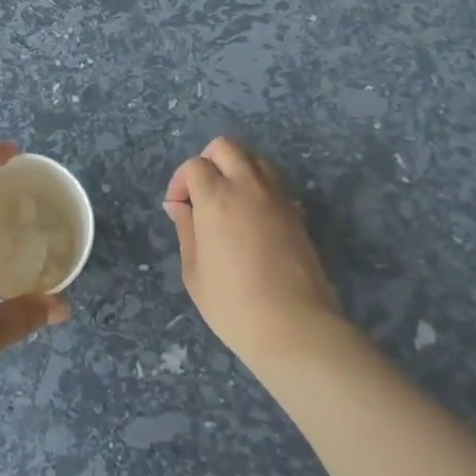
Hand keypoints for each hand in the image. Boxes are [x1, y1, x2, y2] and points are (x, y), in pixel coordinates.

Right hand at [164, 137, 344, 365]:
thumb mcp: (194, 271)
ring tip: (228, 200)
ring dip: (236, 168)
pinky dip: (257, 185)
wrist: (295, 328)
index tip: (178, 208)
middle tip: (201, 192)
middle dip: (208, 161)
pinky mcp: (297, 213)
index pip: (195, 165)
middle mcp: (248, 186)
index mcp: (216, 197)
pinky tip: (251, 217)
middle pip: (226, 147)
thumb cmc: (233, 304)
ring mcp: (277, 197)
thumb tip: (179, 206)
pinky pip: (273, 181)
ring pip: (254, 158)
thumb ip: (186, 229)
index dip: (180, 182)